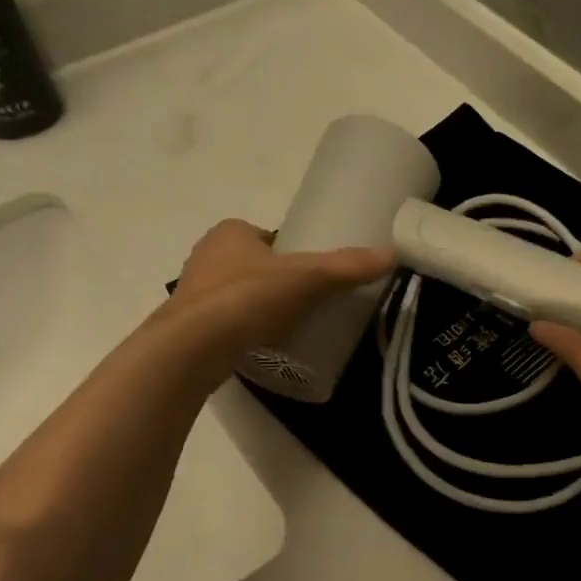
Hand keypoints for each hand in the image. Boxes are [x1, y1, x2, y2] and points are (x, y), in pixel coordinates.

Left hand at [163, 219, 392, 373]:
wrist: (193, 347)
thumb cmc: (247, 299)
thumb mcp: (306, 279)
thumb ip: (346, 268)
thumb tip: (392, 255)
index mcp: (230, 232)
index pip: (267, 237)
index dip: (290, 253)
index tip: (312, 277)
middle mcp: (206, 255)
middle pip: (252, 265)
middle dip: (274, 282)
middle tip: (306, 305)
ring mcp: (192, 292)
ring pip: (235, 294)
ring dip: (256, 307)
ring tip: (287, 329)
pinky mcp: (188, 326)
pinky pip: (223, 323)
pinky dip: (241, 331)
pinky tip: (260, 347)